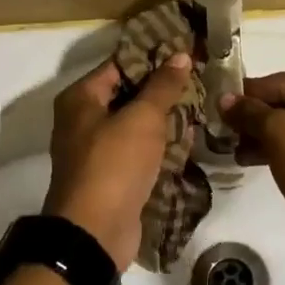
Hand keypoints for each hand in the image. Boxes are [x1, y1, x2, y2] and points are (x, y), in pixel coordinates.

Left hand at [43, 53, 192, 272]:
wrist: (95, 233)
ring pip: (137, 123)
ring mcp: (98, 150)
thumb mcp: (142, 118)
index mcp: (81, 99)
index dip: (153, 56)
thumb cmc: (114, 165)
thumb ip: (162, 86)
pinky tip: (192, 136)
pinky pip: (141, 150)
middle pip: (129, 93)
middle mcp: (84, 120)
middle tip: (201, 76)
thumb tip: (180, 55)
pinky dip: (162, 144)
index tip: (186, 51)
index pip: (120, 64)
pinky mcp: (114, 175)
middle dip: (163, 88)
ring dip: (166, 116)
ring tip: (203, 102)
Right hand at [221, 68, 284, 256]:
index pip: (283, 82)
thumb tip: (224, 99)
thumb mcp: (278, 134)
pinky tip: (252, 159)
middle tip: (224, 128)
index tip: (219, 103)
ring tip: (233, 148)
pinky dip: (284, 148)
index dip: (248, 94)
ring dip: (265, 135)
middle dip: (257, 118)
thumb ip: (250, 112)